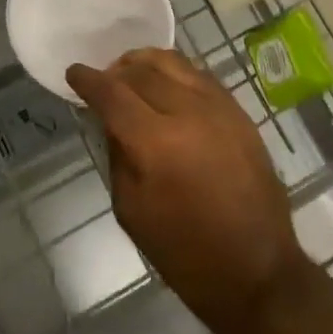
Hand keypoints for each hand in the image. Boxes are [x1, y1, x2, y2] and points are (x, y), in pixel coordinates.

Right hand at [66, 48, 310, 333]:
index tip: (74, 73)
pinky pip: (198, 75)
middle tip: (103, 81)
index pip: (112, 93)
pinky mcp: (238, 112)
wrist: (257, 270)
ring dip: (144, 63)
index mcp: (155, 142)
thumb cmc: (185, 253)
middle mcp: (187, 112)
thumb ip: (117, 155)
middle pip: (141, 71)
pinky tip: (166, 85)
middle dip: (115, 71)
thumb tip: (111, 120)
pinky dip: (174, 72)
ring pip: (172, 62)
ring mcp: (217, 107)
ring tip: (132, 74)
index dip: (88, 80)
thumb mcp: (132, 210)